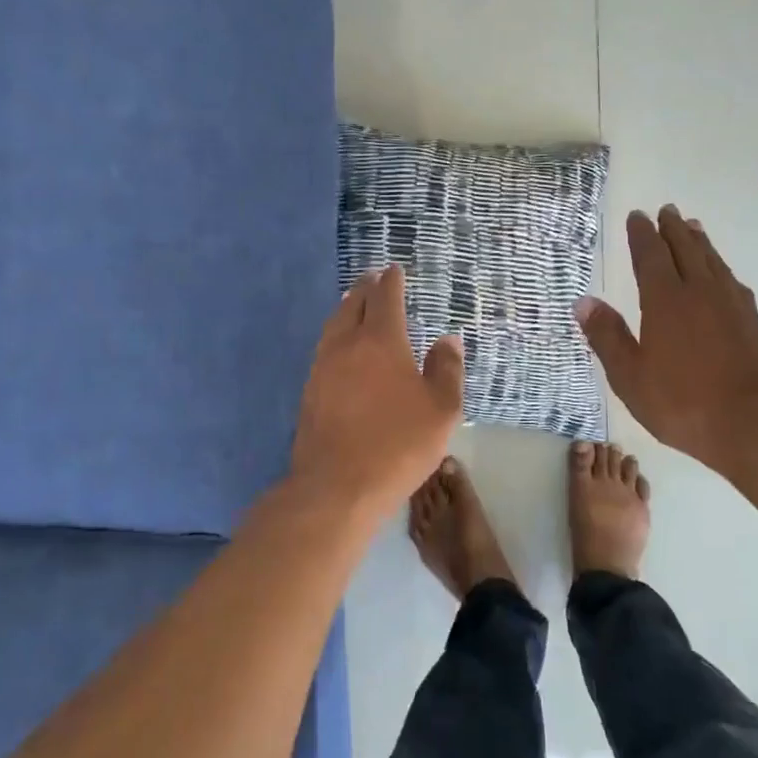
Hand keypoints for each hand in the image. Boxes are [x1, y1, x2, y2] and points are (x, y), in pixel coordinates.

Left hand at [291, 266, 464, 515]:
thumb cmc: (398, 444)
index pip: (385, 298)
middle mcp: (346, 345)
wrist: (337, 487)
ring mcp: (322, 368)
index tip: (394, 270)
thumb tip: (447, 340)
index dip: (391, 281)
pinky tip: (342, 349)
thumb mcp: (441, 409)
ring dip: (346, 308)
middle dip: (365, 288)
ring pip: (333, 325)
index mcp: (380, 341)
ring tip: (355, 304)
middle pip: (352, 304)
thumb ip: (447, 370)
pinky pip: (324, 349)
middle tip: (374, 278)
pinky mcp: (310, 392)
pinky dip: (336, 336)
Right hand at [577, 206, 757, 477]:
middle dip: (672, 229)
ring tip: (693, 228)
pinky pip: (732, 281)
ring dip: (699, 242)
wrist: (755, 426)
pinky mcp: (753, 322)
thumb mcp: (630, 376)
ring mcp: (731, 305)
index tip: (637, 216)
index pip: (651, 256)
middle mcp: (700, 292)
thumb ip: (607, 336)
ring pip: (712, 261)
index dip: (642, 235)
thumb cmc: (683, 403)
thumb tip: (583, 301)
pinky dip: (721, 267)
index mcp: (665, 301)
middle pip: (686, 249)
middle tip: (667, 210)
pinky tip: (723, 275)